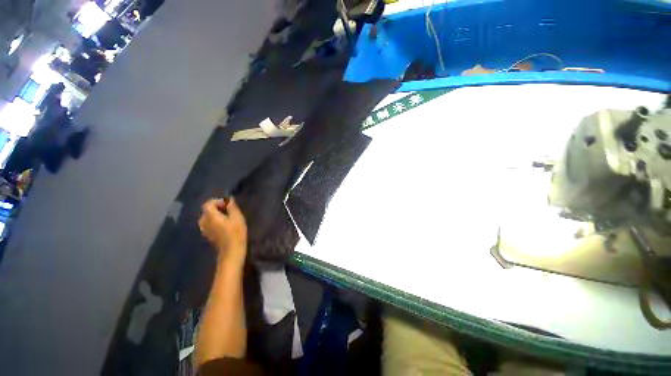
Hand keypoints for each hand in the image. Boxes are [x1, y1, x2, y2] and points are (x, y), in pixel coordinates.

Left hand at [199, 198, 247, 264]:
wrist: (231, 250)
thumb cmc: (236, 232)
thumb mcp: (237, 217)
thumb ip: (232, 207)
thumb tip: (229, 199)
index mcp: (210, 216)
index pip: (207, 204)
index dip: (217, 201)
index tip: (227, 204)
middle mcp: (204, 222)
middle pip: (206, 211)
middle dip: (216, 208)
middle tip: (228, 210)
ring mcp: (204, 230)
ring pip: (206, 218)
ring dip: (215, 215)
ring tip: (226, 218)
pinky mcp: (207, 235)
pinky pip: (208, 224)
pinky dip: (214, 222)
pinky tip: (223, 225)